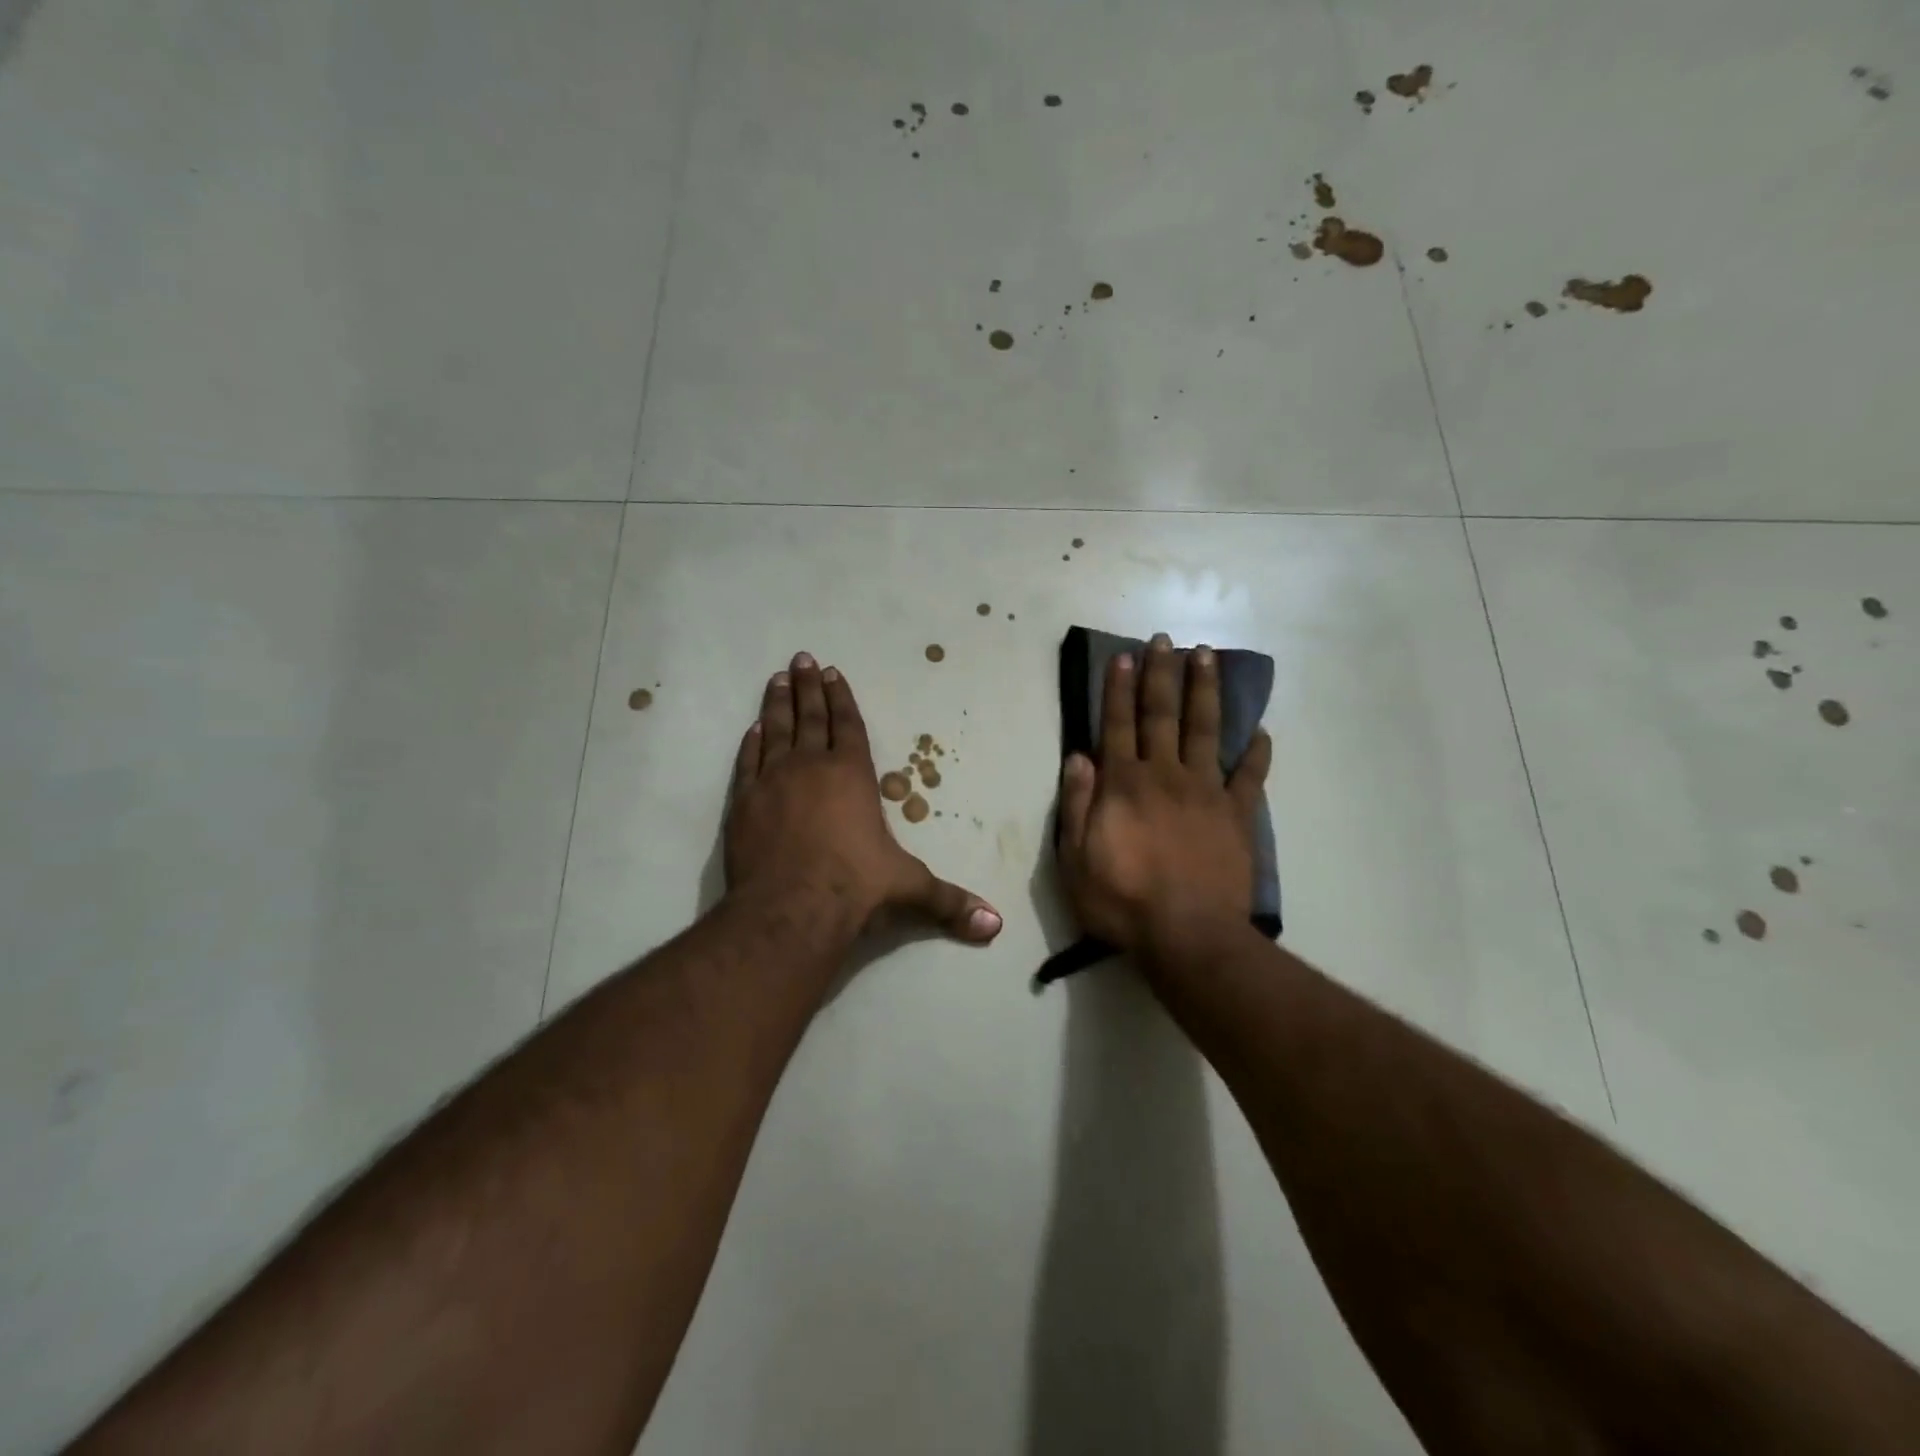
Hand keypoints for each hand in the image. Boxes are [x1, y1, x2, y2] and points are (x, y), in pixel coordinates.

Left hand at [726, 652, 1002, 943]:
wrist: (790, 909)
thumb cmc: (855, 888)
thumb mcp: (909, 889)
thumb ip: (949, 902)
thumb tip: (996, 926)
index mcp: (852, 775)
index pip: (849, 726)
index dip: (842, 699)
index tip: (833, 673)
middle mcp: (812, 767)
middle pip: (810, 717)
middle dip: (808, 687)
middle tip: (801, 658)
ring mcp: (773, 782)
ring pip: (776, 730)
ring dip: (778, 704)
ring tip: (777, 679)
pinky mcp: (744, 803)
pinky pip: (749, 762)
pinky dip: (751, 743)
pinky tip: (753, 729)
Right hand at [1057, 633, 1271, 968]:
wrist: (1188, 936)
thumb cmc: (1122, 902)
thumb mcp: (1075, 859)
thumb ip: (1075, 805)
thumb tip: (1078, 757)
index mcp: (1124, 785)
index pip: (1118, 726)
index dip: (1120, 690)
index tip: (1125, 657)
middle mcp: (1165, 776)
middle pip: (1162, 716)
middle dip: (1162, 675)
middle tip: (1166, 640)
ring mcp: (1206, 792)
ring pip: (1206, 731)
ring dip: (1205, 692)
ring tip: (1208, 657)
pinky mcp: (1237, 815)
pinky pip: (1250, 776)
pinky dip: (1257, 753)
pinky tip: (1261, 731)